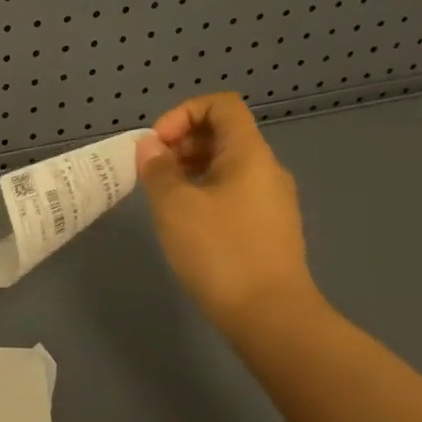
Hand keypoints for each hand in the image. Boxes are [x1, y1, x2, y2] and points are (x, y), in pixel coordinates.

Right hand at [135, 93, 319, 334]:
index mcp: (249, 154)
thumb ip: (157, 169)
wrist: (270, 316)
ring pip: (226, 165)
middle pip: (223, 133)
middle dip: (181, 142)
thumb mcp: (174, 205)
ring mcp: (271, 199)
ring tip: (163, 197)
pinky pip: (233, 191)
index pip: (221, 105)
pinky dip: (204, 191)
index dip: (183, 113)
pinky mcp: (268, 227)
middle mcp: (266, 169)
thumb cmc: (220, 251)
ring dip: (189, 168)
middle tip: (153, 172)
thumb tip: (150, 147)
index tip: (157, 144)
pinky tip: (185, 221)